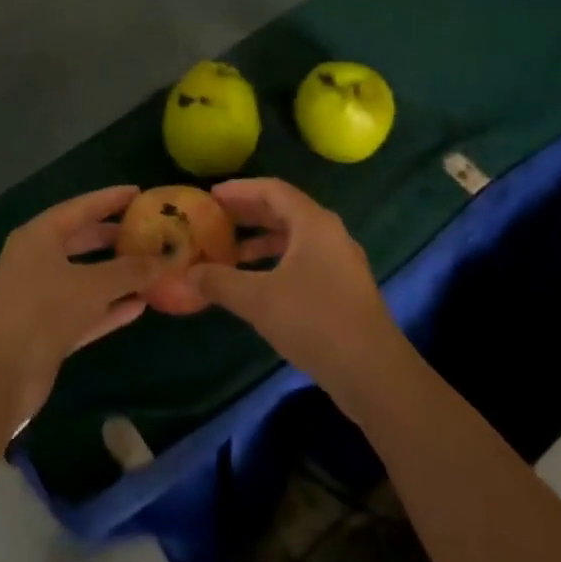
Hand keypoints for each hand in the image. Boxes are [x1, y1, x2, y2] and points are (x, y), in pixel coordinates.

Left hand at [0, 186, 163, 423]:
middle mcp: (35, 261)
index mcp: (39, 237)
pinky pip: (83, 311)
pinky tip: (138, 308)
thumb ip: (131, 271)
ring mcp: (38, 297)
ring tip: (149, 269)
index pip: (80, 208)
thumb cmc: (44, 310)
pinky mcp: (45, 330)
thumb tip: (166, 260)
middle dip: (113, 238)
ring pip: (83, 278)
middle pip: (80, 241)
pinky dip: (107, 308)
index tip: (139, 193)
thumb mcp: (94, 285)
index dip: (110, 199)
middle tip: (147, 233)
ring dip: (115, 276)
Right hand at [190, 179, 408, 400]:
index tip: (210, 196)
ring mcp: (340, 262)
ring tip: (229, 253)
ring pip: (295, 238)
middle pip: (285, 210)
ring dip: (262, 241)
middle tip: (215, 219)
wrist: (373, 372)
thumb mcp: (258, 299)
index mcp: (313, 223)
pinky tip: (257, 284)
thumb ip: (219, 281)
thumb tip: (187, 274)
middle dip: (248, 213)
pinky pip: (304, 260)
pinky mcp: (344, 288)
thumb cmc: (314, 321)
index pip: (272, 190)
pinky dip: (277, 262)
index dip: (240, 190)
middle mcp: (330, 234)